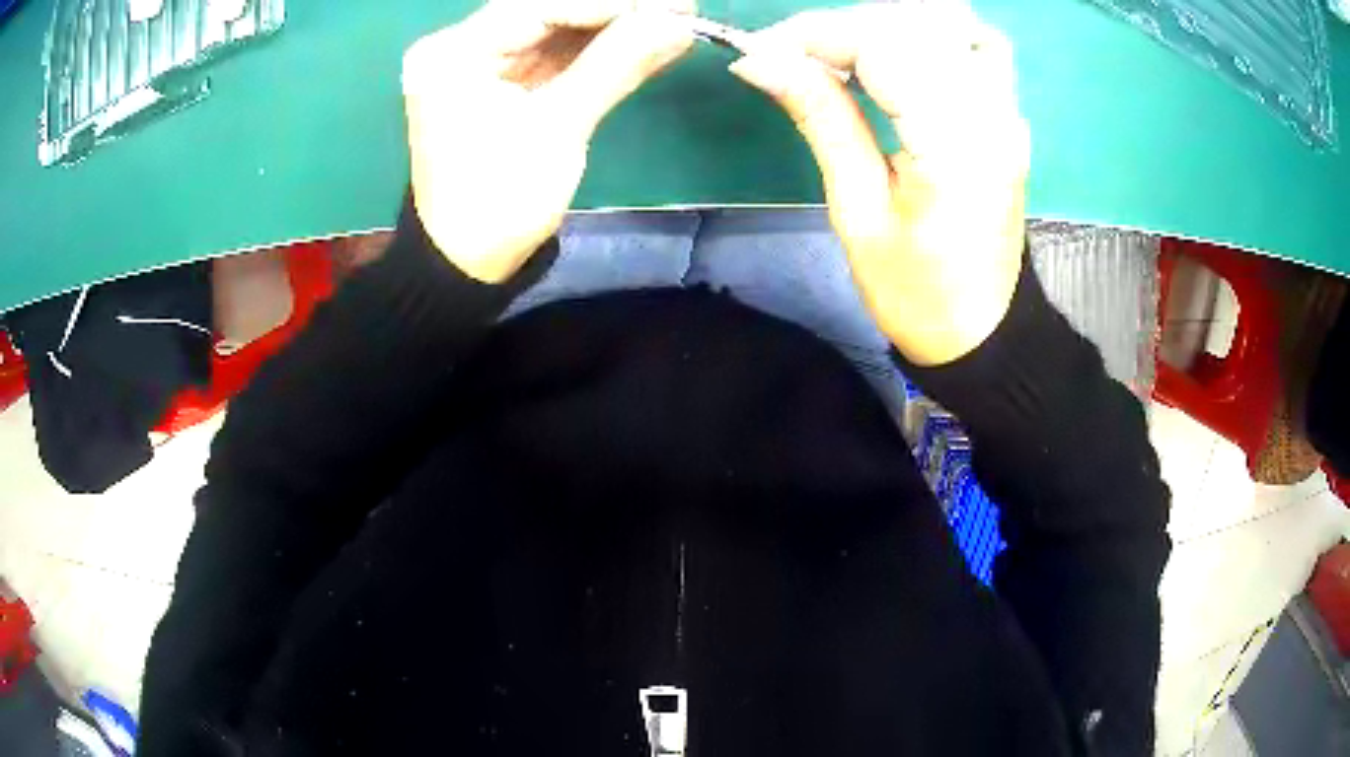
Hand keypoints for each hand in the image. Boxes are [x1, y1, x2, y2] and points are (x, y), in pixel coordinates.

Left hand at [402, 0, 693, 282]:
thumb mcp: (558, 128)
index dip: (611, 1)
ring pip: (556, 28)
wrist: (467, 264)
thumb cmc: (501, 201)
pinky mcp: (500, 82)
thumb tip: (678, 22)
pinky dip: (599, 49)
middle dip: (617, 10)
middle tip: (682, 9)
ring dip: (614, 26)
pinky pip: (554, 53)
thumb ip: (617, 64)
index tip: (676, 4)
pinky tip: (647, 40)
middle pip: (547, 10)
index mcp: (456, 53)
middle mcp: (461, 47)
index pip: (540, 4)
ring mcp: (479, 63)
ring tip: (676, 21)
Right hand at [729, 4, 1030, 365]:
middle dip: (842, 25)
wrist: (983, 331)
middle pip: (915, 21)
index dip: (814, 34)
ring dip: (886, 24)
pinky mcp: (1009, 115)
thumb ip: (820, 119)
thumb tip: (760, 62)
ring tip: (842, 53)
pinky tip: (898, 57)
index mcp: (953, 146)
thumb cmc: (916, 292)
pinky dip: (928, 35)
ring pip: (949, 21)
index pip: (882, 45)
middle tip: (793, 57)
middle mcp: (991, 114)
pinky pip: (973, 44)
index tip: (760, 52)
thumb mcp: (857, 212)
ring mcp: (1007, 111)